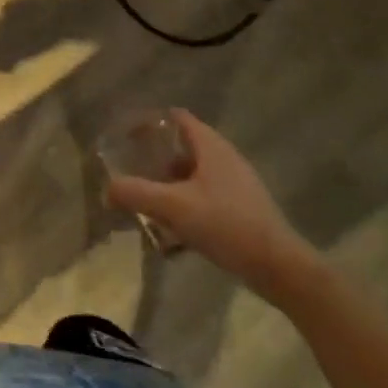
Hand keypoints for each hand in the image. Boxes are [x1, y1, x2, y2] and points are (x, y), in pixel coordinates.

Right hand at [103, 111, 318, 301]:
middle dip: (155, 158)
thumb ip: (135, 193)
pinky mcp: (242, 210)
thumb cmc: (226, 225)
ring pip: (193, 175)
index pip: (177, 118)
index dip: (150, 122)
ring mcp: (237, 185)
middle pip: (183, 147)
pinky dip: (185, 205)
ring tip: (146, 202)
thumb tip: (107, 189)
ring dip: (168, 184)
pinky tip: (172, 231)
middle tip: (131, 171)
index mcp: (212, 147)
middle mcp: (225, 159)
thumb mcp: (173, 207)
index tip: (126, 136)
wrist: (280, 269)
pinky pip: (204, 197)